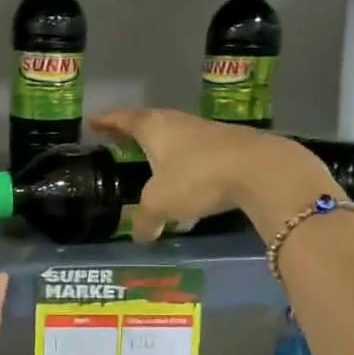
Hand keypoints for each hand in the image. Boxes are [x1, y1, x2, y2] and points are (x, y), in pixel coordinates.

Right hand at [90, 108, 337, 241]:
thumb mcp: (161, 203)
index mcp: (154, 128)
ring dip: (164, 154)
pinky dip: (187, 168)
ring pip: (177, 140)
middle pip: (151, 125)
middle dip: (135, 136)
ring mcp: (207, 133)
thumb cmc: (197, 178)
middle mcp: (178, 123)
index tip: (94, 122)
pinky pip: (199, 156)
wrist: (260, 169)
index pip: (124, 119)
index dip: (107, 122)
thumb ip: (145, 219)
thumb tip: (139, 234)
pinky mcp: (231, 147)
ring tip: (153, 171)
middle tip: (120, 143)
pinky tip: (190, 190)